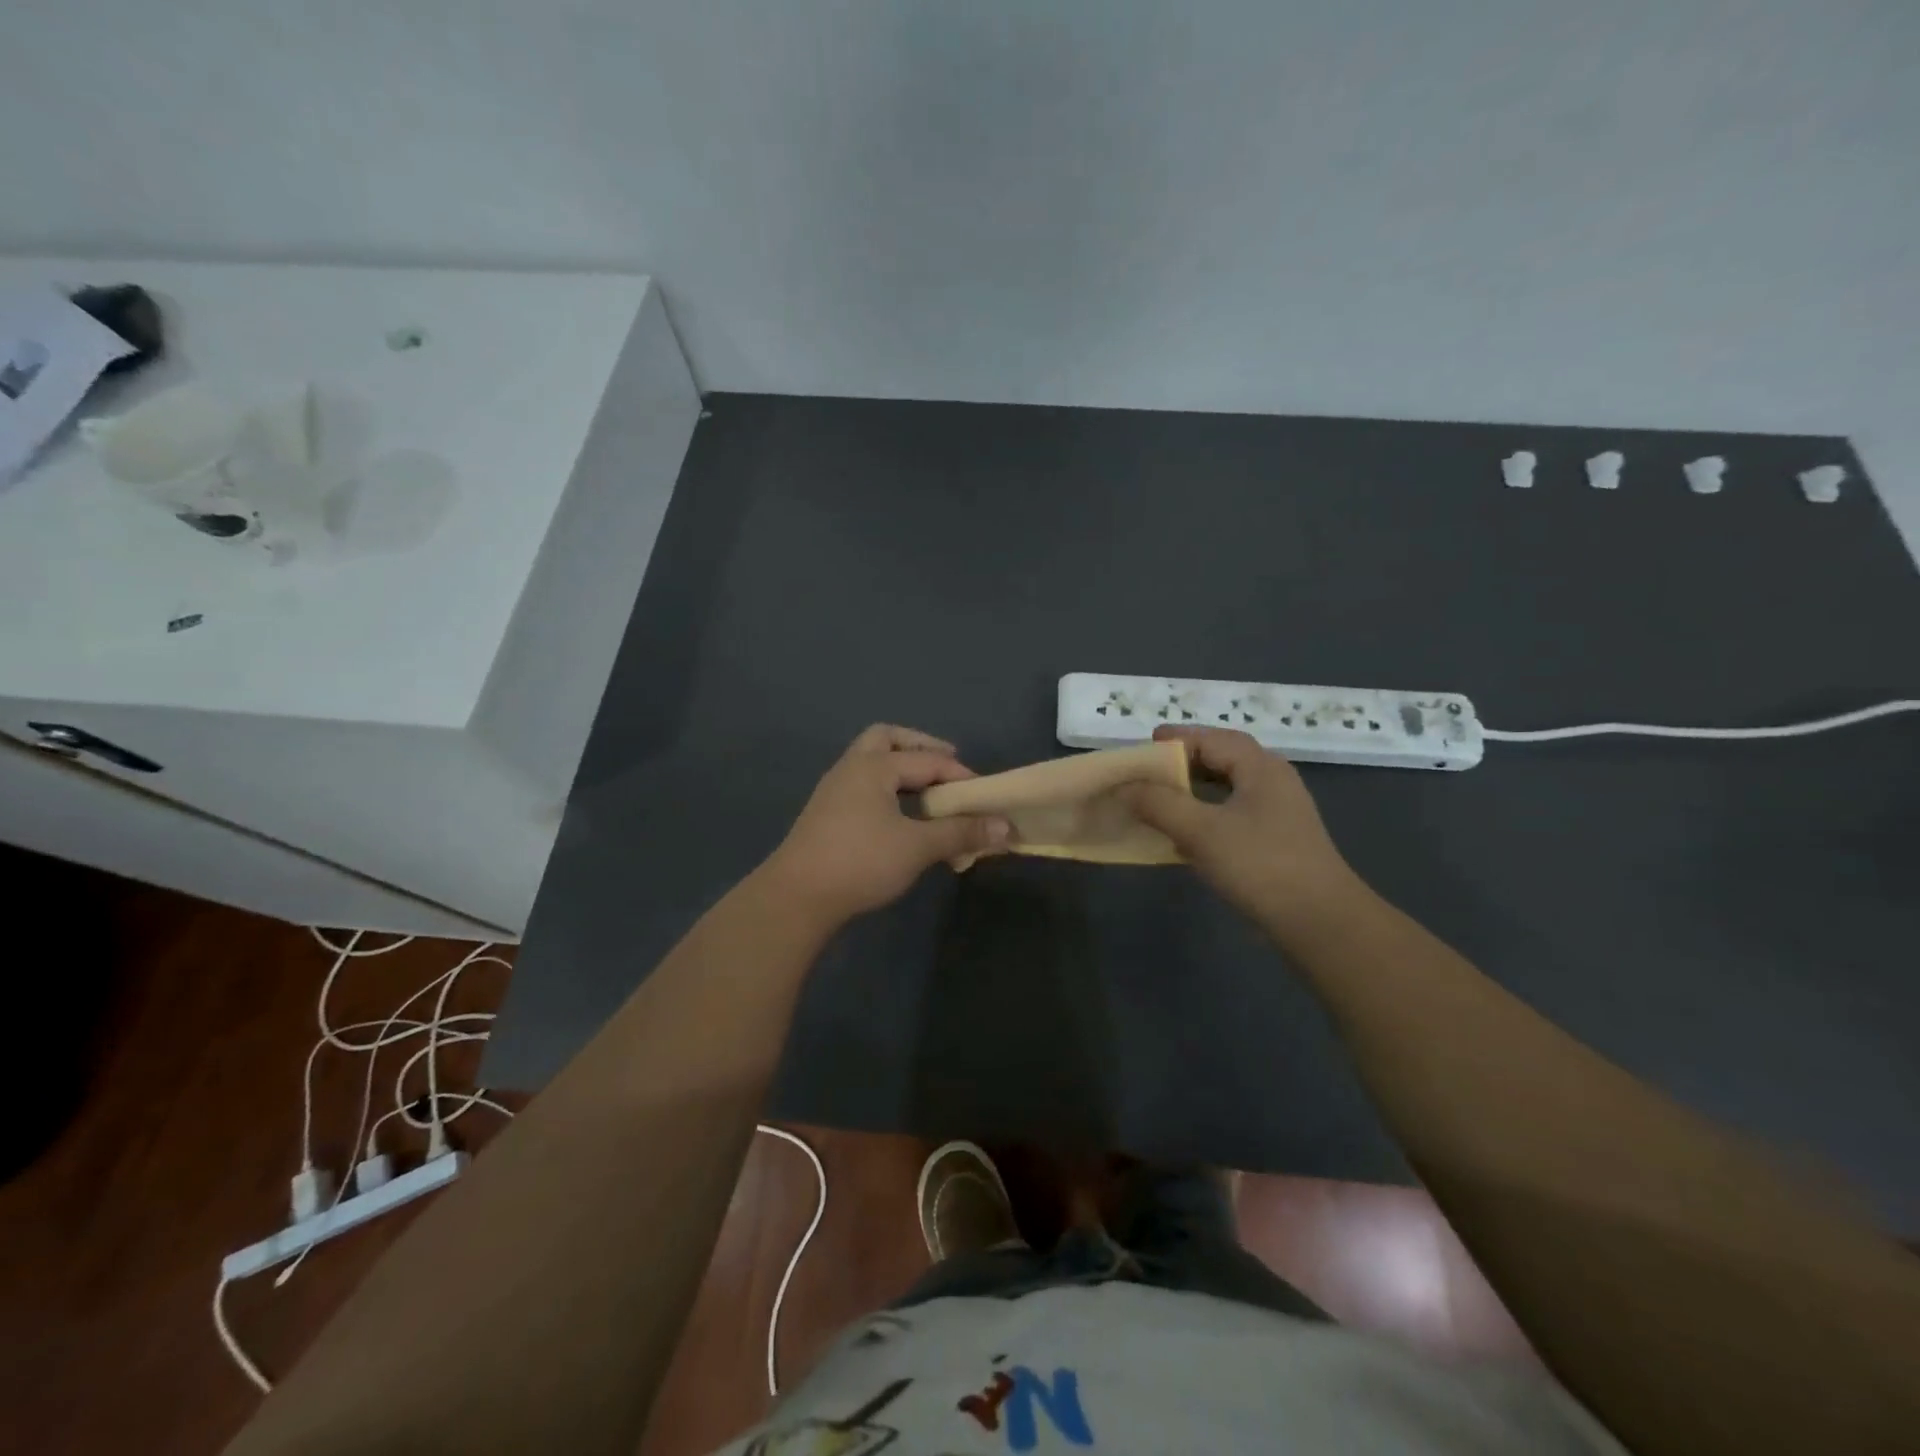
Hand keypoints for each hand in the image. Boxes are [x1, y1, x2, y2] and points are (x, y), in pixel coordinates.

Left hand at [761, 724, 1011, 926]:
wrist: (796, 897)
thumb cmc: (860, 862)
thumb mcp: (918, 847)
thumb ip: (961, 833)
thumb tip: (1007, 828)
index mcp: (874, 766)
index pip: (928, 760)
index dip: (961, 776)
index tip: (985, 797)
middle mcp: (851, 768)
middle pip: (886, 739)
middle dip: (919, 747)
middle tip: (947, 765)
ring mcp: (834, 791)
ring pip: (870, 763)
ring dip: (900, 769)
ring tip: (927, 792)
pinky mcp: (826, 814)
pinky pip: (863, 786)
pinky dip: (886, 789)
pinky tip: (899, 816)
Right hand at [1121, 725, 1360, 932]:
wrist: (1319, 922)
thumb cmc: (1260, 865)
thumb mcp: (1201, 831)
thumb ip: (1159, 804)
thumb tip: (1125, 787)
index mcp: (1261, 768)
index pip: (1213, 739)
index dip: (1177, 740)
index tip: (1144, 746)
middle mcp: (1273, 782)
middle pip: (1225, 758)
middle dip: (1187, 759)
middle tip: (1152, 767)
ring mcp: (1278, 813)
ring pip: (1229, 788)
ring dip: (1195, 788)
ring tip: (1163, 796)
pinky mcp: (1276, 841)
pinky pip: (1233, 814)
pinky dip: (1206, 814)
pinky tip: (1186, 834)